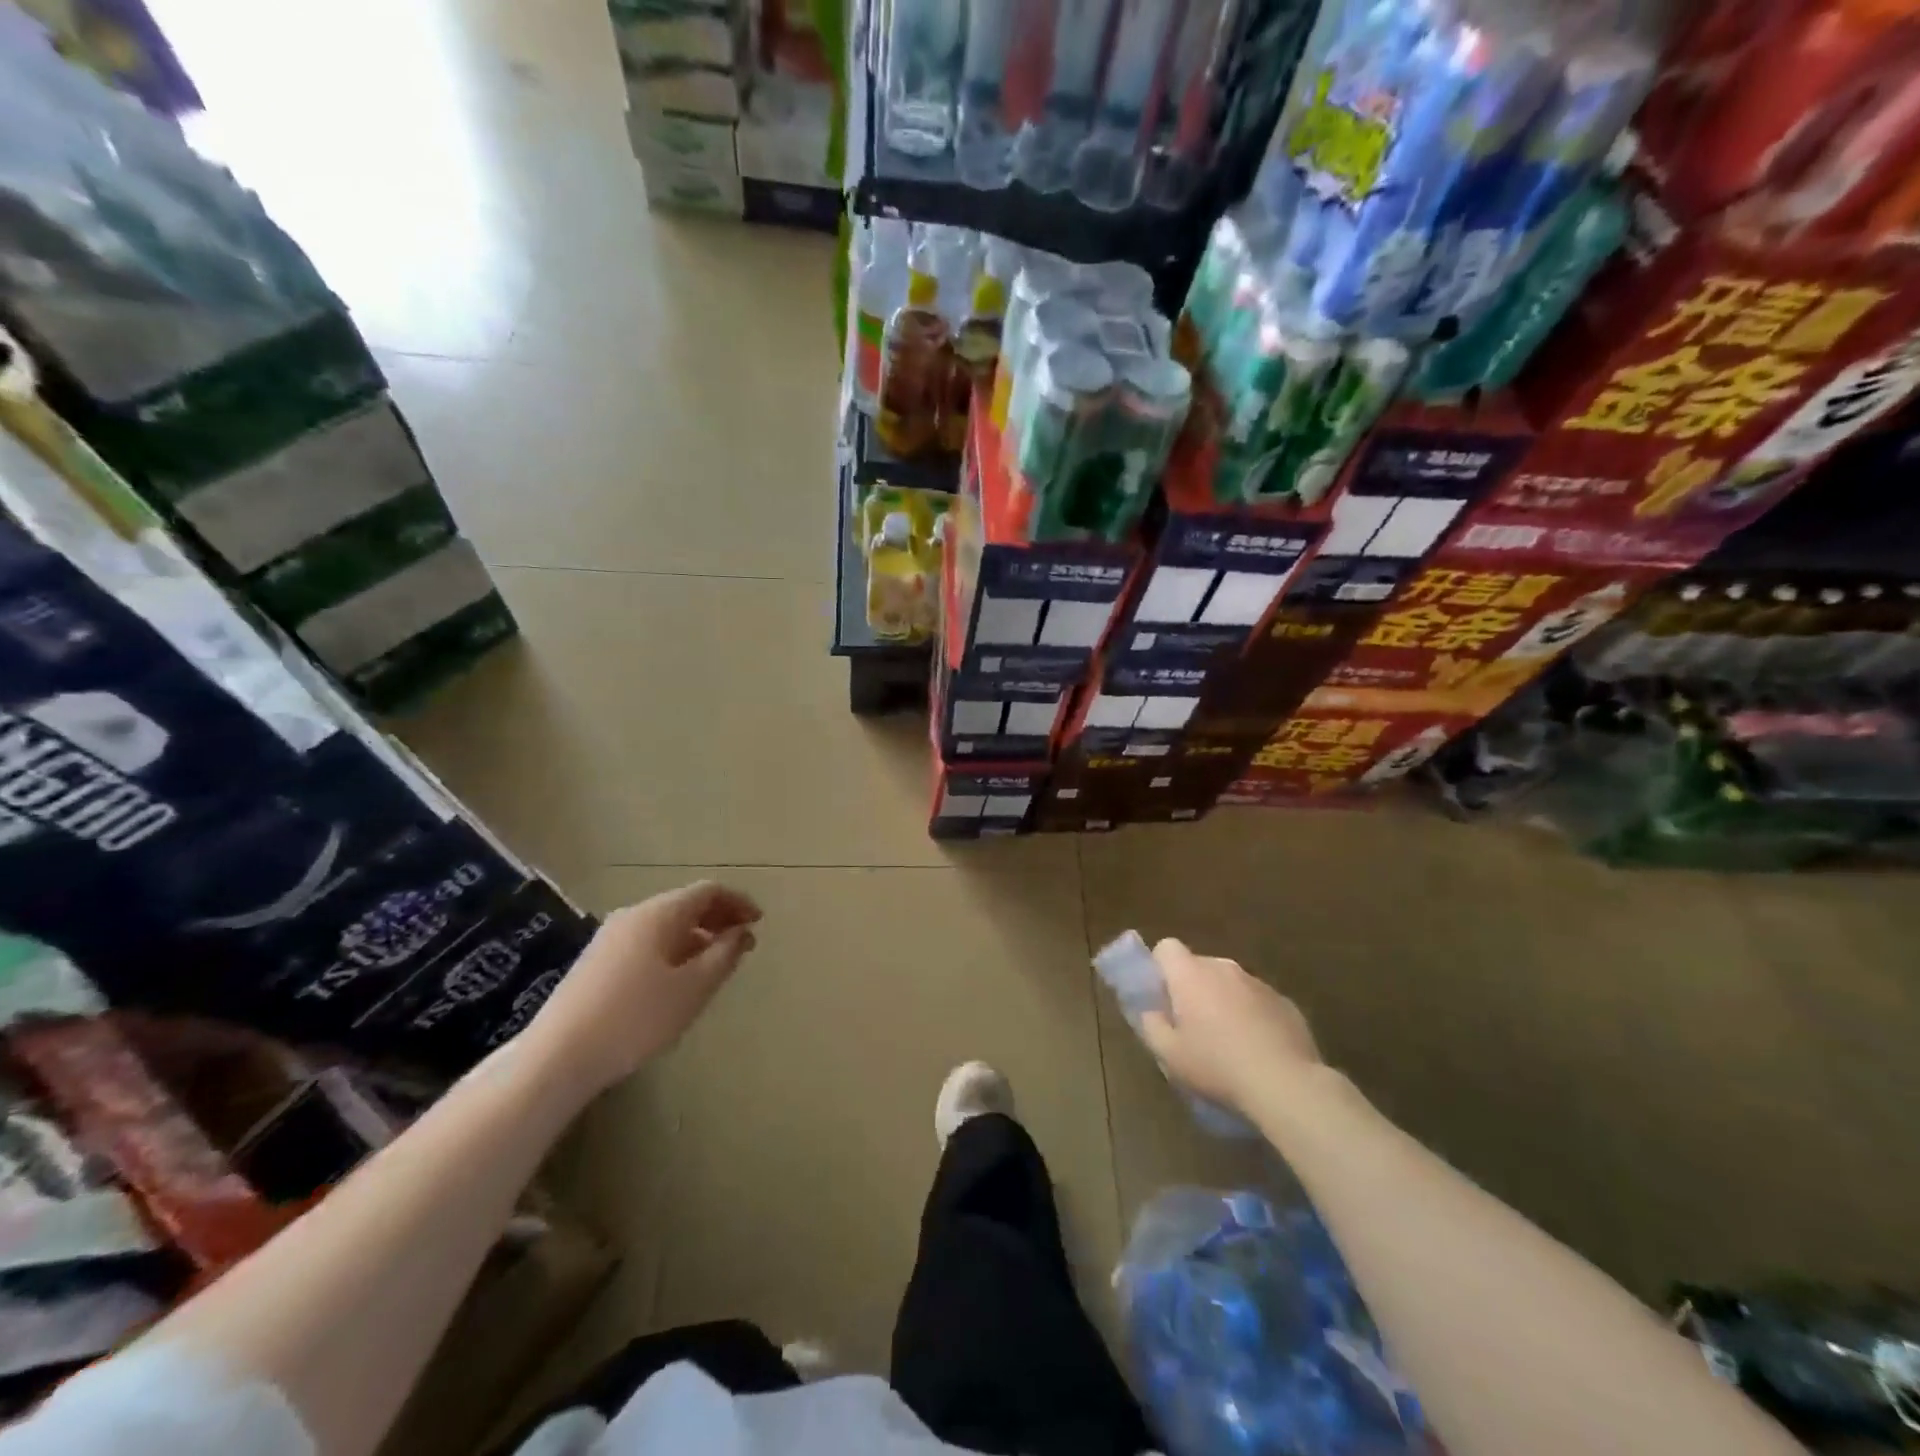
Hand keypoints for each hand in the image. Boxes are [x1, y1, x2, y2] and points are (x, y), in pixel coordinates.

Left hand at [528, 881, 761, 1094]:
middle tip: (744, 944)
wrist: (558, 1057)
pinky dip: (674, 949)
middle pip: (685, 904)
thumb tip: (740, 932)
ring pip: (666, 925)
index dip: (738, 902)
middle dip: (719, 919)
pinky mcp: (596, 961)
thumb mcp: (693, 988)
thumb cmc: (636, 1018)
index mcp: (659, 914)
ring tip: (716, 965)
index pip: (708, 891)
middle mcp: (634, 915)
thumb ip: (724, 954)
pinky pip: (647, 942)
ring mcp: (610, 937)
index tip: (759, 923)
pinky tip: (678, 981)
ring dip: (697, 936)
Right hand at [1137, 938, 1321, 1116]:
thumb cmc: (1217, 1066)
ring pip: (1230, 984)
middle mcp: (1224, 968)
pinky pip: (1257, 1001)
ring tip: (1227, 1042)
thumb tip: (1151, 1012)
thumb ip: (1151, 1026)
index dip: (1160, 967)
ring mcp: (1258, 983)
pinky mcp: (1285, 1002)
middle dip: (1192, 988)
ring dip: (1223, 1002)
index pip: (1167, 947)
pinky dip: (1252, 1016)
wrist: (1285, 1084)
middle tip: (1191, 1025)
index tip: (1162, 996)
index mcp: (1191, 974)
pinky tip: (1257, 1050)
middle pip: (1199, 966)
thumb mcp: (1169, 1055)